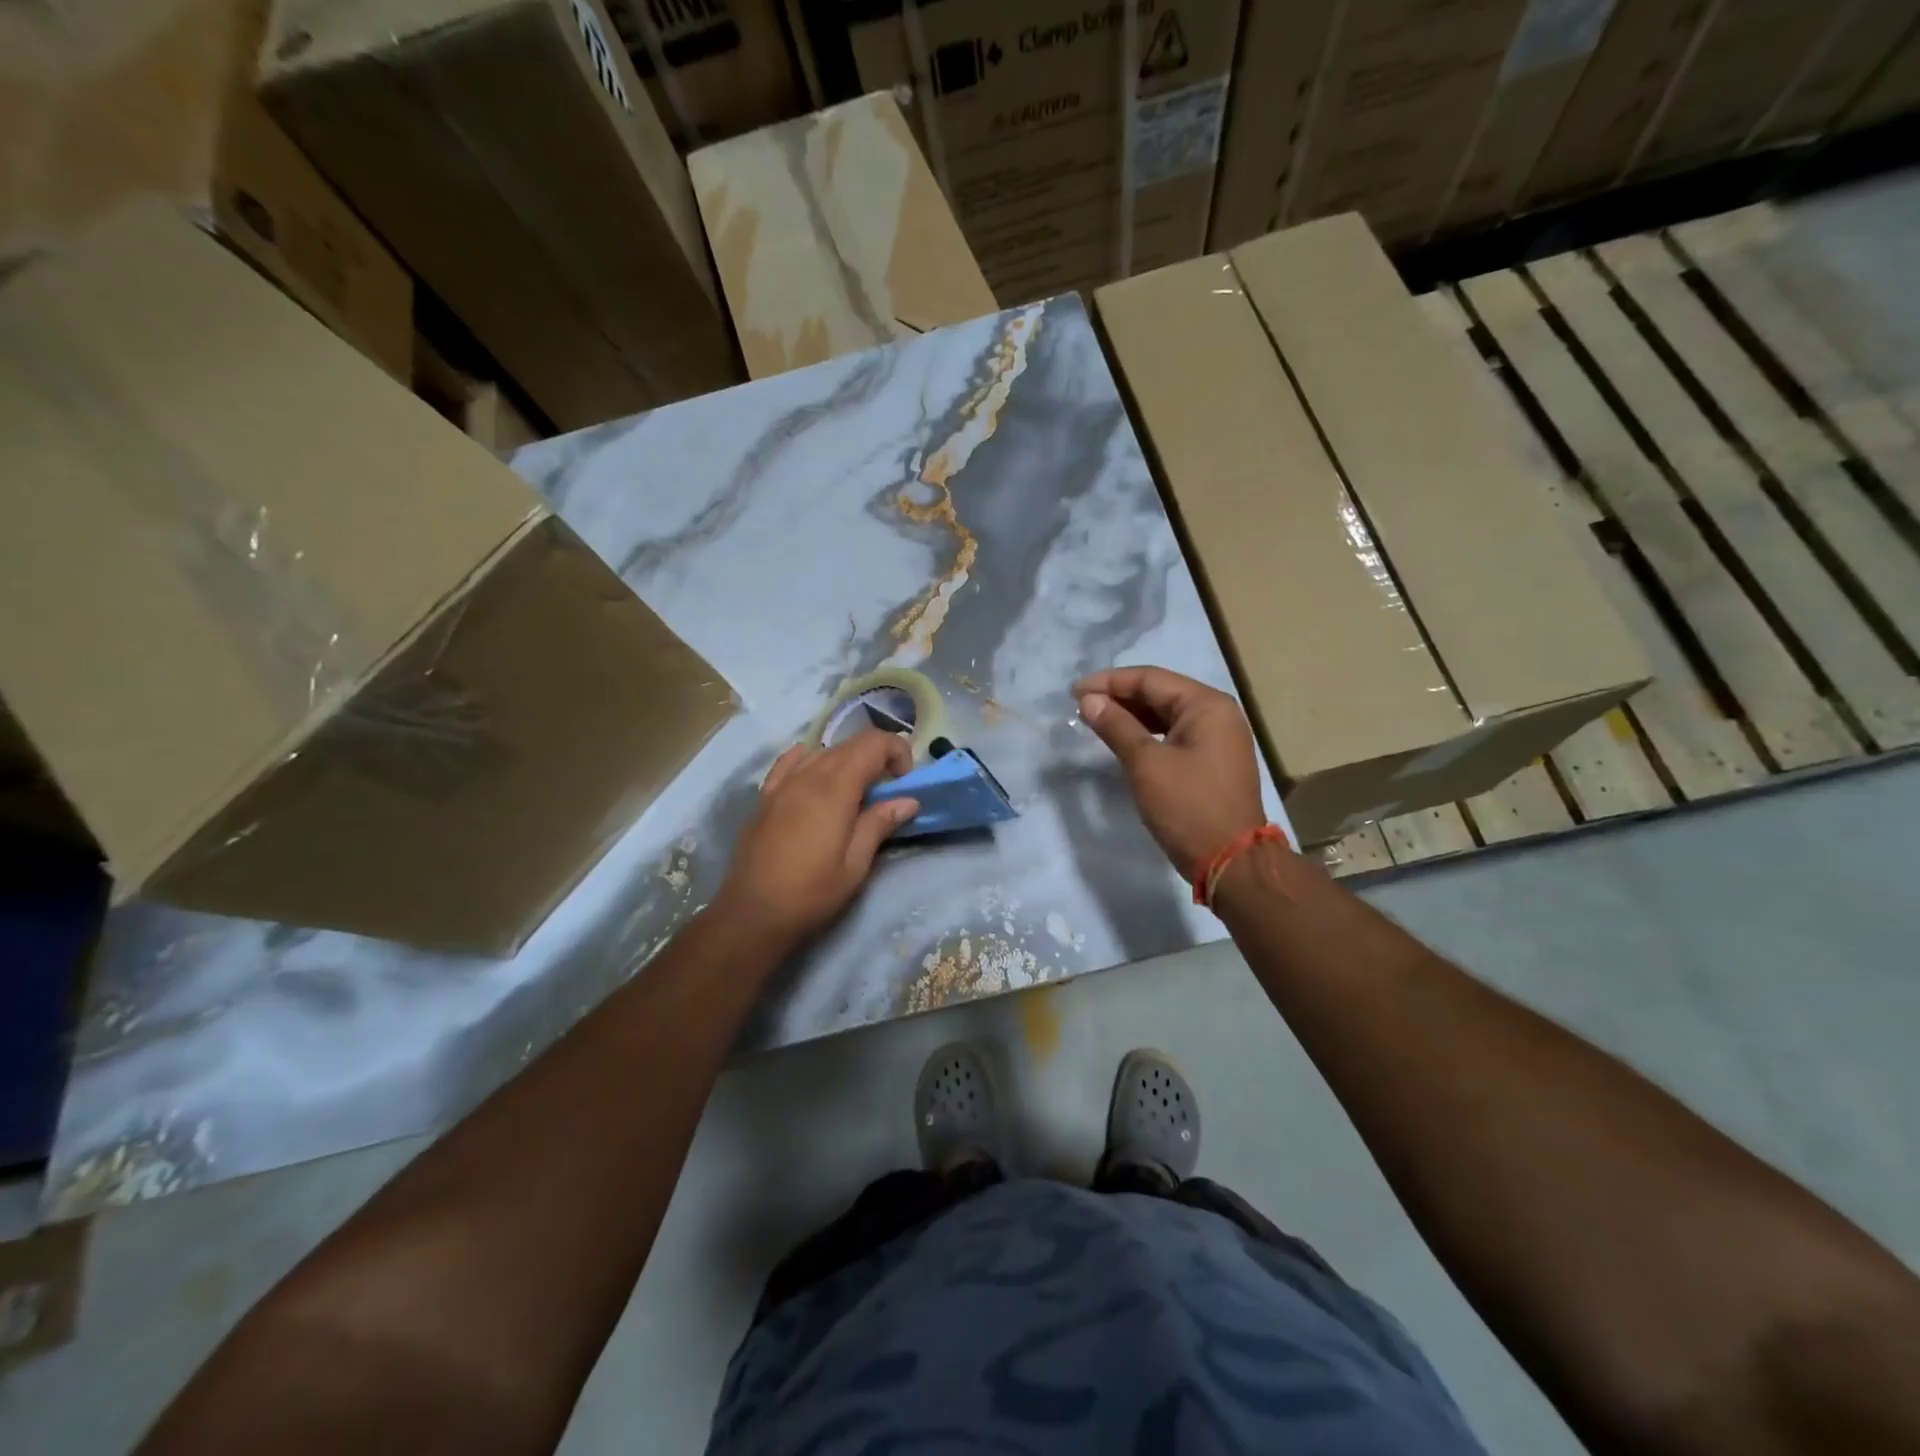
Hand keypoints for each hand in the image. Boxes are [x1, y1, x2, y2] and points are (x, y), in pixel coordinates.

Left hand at [716, 730, 919, 947]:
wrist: (753, 914)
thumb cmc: (811, 893)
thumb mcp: (855, 865)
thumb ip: (880, 824)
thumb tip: (908, 800)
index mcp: (835, 788)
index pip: (872, 743)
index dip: (896, 751)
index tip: (904, 781)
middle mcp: (808, 775)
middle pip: (849, 744)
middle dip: (876, 757)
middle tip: (887, 790)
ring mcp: (782, 783)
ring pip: (822, 751)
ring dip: (846, 761)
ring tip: (854, 792)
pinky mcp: (765, 796)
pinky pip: (791, 762)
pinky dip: (812, 760)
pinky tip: (816, 778)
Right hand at [1074, 666, 1265, 877]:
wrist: (1231, 862)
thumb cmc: (1188, 806)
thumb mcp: (1146, 763)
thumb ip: (1116, 726)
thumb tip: (1088, 701)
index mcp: (1206, 705)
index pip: (1150, 679)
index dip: (1109, 682)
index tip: (1074, 693)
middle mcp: (1217, 713)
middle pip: (1159, 693)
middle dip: (1118, 697)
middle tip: (1081, 707)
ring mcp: (1217, 738)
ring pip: (1165, 715)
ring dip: (1130, 716)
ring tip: (1095, 721)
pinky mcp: (1211, 761)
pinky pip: (1173, 735)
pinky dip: (1146, 735)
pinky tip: (1122, 741)